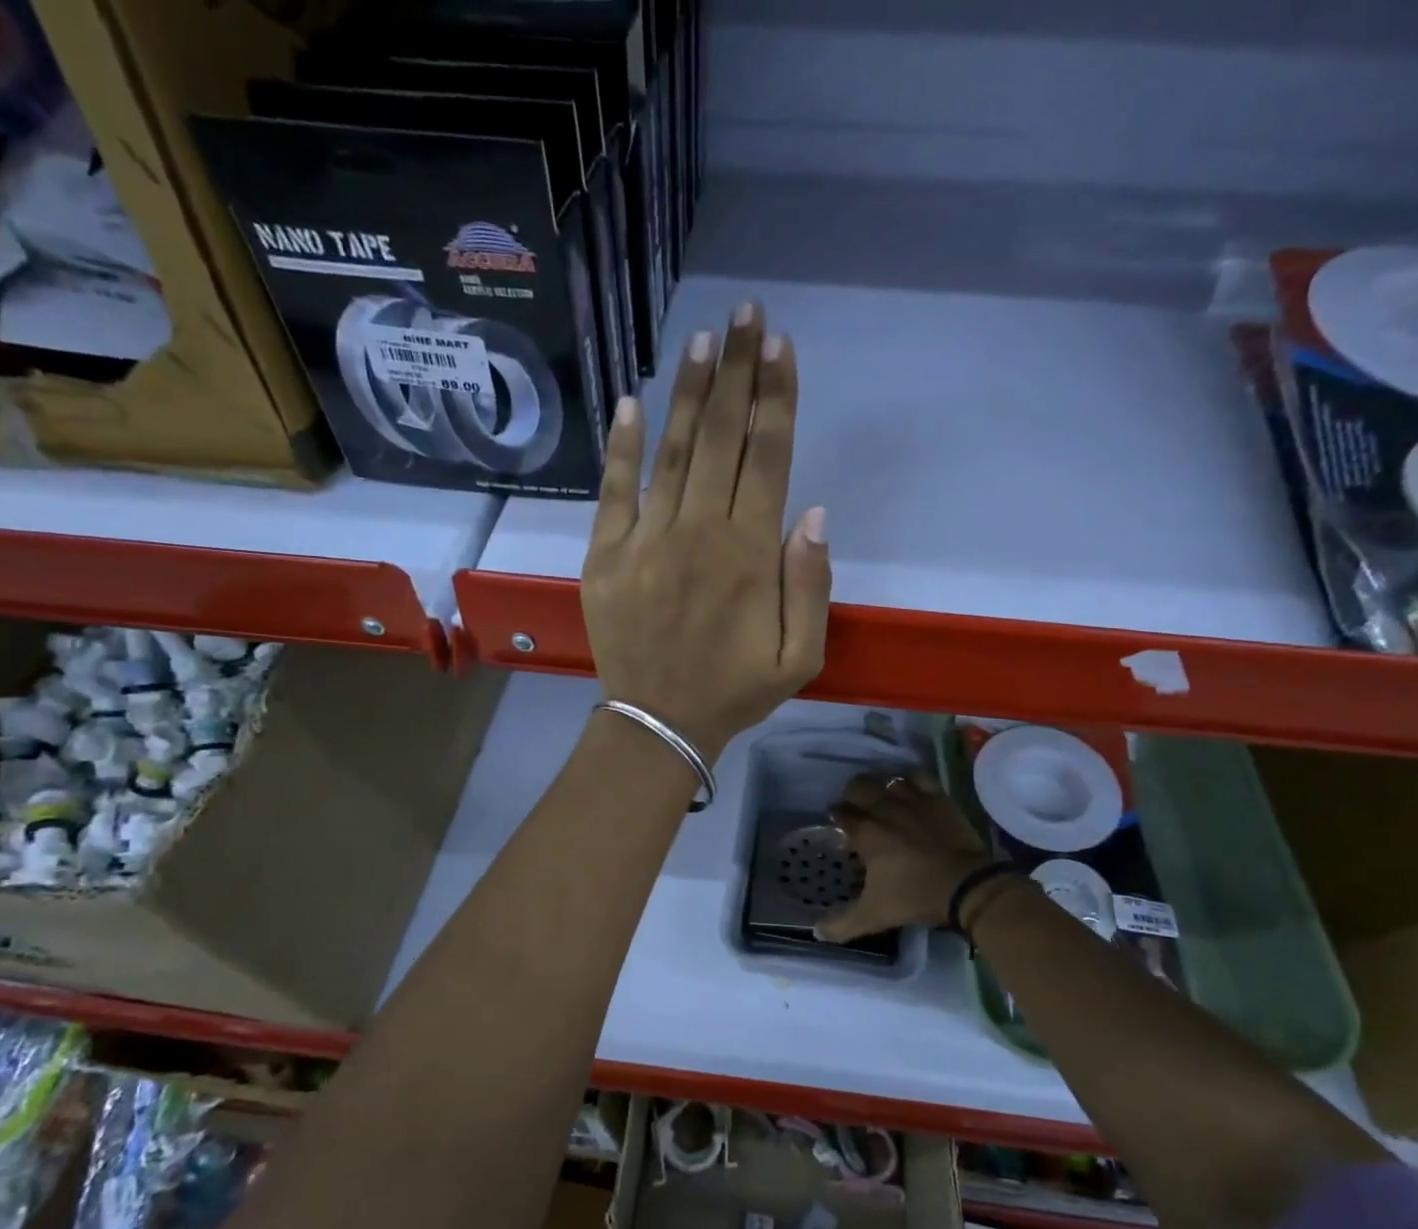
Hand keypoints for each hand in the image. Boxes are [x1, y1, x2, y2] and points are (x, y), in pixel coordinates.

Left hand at [580, 302, 830, 762]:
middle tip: (746, 316)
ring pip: (672, 452)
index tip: (781, 346)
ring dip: (690, 394)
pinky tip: (630, 402)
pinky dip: (621, 446)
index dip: (776, 398)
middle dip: (738, 372)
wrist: (657, 723)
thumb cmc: (734, 691)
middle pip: (722, 438)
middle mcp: (697, 533)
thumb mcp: (798, 657)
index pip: (767, 458)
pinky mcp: (605, 555)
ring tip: (704, 341)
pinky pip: (614, 490)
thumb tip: (812, 514)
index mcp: (748, 555)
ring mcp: (645, 540)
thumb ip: (810, 585)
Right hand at [817, 773, 1001, 942]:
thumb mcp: (874, 915)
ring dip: (882, 788)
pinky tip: (911, 790)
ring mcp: (914, 800)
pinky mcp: (939, 799)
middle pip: (859, 786)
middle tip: (857, 810)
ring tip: (884, 800)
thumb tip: (815, 932)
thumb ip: (841, 924)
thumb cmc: (915, 897)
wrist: (966, 886)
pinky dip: (911, 781)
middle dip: (853, 795)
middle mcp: (885, 808)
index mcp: (866, 832)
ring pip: (889, 780)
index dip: (836, 816)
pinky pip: (919, 778)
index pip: (841, 813)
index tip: (837, 823)